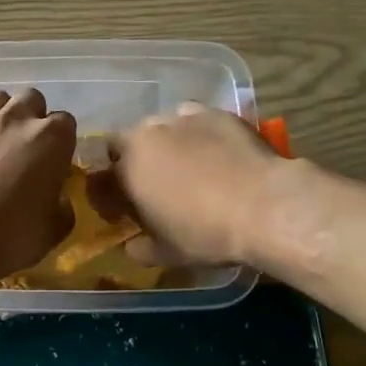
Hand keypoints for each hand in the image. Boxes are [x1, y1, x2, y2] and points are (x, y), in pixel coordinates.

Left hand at [0, 89, 75, 279]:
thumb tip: (58, 200)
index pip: (66, 123)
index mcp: (53, 138)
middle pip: (32, 99)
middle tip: (29, 147)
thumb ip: (63, 207)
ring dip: (5, 113)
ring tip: (1, 138)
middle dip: (34, 117)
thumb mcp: (54, 229)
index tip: (55, 162)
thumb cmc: (13, 235)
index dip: (62, 142)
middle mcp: (19, 118)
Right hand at [91, 104, 285, 266]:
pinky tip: (214, 153)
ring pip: (161, 127)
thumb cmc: (206, 233)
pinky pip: (195, 121)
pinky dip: (196, 135)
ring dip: (164, 145)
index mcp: (126, 167)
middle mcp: (148, 133)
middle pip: (127, 144)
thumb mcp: (167, 253)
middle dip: (134, 163)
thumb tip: (132, 246)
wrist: (265, 206)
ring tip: (186, 167)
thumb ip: (140, 247)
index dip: (108, 195)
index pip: (101, 176)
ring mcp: (183, 118)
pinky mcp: (216, 112)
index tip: (121, 212)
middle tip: (153, 187)